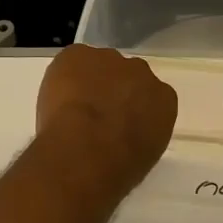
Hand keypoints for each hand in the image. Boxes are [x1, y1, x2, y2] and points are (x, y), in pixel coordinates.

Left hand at [31, 44, 177, 195]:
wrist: (87, 152)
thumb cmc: (119, 168)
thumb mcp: (143, 156)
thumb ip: (139, 133)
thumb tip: (123, 132)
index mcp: (164, 99)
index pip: (150, 96)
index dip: (132, 109)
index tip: (119, 124)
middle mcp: (141, 72)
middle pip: (126, 76)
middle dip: (113, 90)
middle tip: (95, 116)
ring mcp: (109, 59)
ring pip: (98, 66)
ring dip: (88, 82)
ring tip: (72, 109)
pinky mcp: (78, 54)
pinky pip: (71, 60)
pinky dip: (63, 76)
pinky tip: (58, 100)